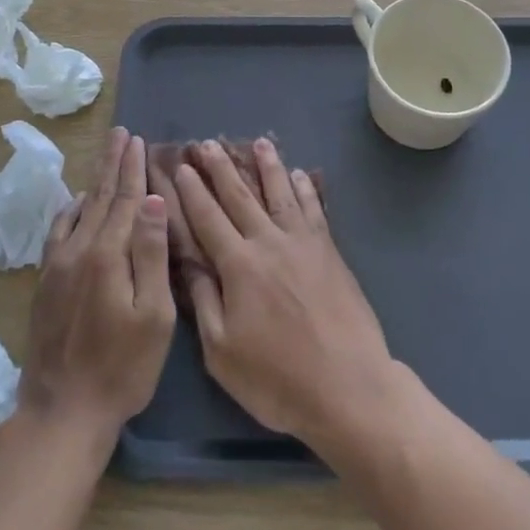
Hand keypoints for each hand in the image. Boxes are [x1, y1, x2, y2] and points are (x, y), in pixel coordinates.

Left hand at [16, 128, 173, 451]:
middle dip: (111, 164)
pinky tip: (75, 205)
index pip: (124, 199)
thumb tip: (152, 200)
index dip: (132, 168)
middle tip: (119, 133)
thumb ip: (151, 253)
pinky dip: (69, 211)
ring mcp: (57, 266)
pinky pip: (58, 232)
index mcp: (108, 255)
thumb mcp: (154, 315)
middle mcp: (78, 250)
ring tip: (104, 159)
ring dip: (93, 182)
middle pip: (99, 197)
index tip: (136, 139)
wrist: (62, 411)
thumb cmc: (122, 367)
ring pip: (79, 211)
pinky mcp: (45, 283)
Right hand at [174, 138, 394, 450]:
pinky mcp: (330, 252)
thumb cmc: (277, 379)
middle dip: (221, 168)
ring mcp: (303, 244)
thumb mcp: (222, 352)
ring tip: (258, 142)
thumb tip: (189, 262)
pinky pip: (314, 210)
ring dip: (268, 166)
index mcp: (239, 266)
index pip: (208, 219)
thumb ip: (205, 301)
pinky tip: (299, 175)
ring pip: (280, 194)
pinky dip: (305, 189)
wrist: (348, 387)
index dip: (192, 192)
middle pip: (241, 197)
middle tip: (207, 142)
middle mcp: (269, 243)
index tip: (181, 167)